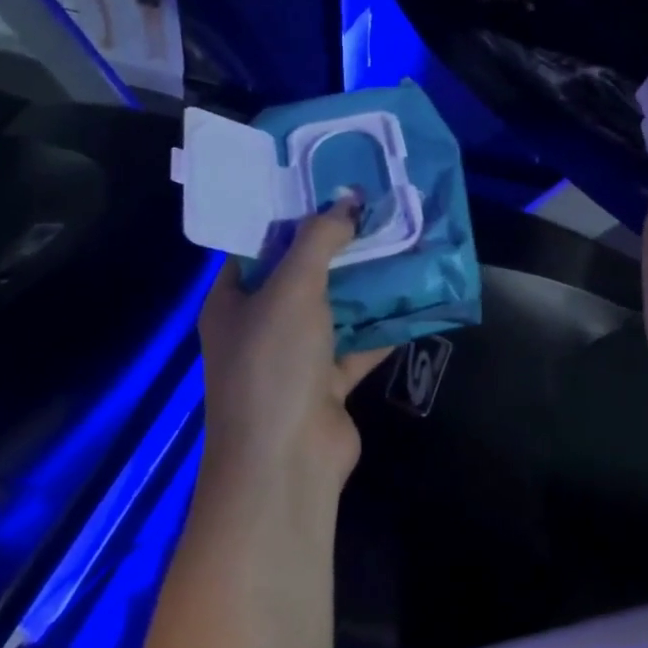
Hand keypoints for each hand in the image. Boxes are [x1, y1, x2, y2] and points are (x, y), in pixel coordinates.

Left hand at [198, 199, 391, 492]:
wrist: (286, 462)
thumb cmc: (273, 363)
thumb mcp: (292, 288)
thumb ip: (320, 240)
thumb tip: (348, 203)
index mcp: (233, 301)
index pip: (257, 245)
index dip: (289, 215)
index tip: (327, 186)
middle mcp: (260, 326)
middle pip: (301, 274)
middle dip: (337, 246)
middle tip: (375, 210)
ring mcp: (294, 358)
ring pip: (334, 308)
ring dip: (364, 283)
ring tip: (400, 243)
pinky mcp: (327, 383)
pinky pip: (359, 343)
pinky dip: (383, 324)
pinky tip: (414, 296)